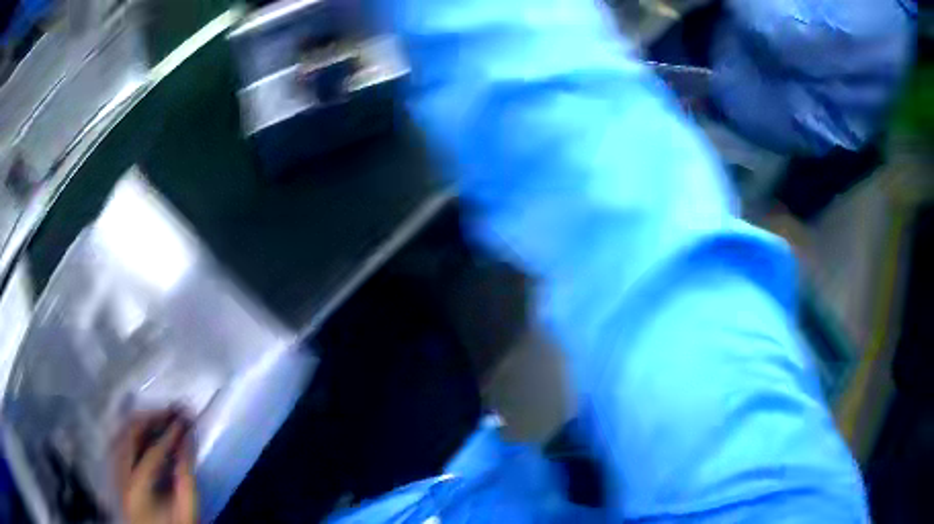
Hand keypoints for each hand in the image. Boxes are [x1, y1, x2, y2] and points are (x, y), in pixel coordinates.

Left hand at [114, 411, 197, 523]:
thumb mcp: (185, 507)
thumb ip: (186, 476)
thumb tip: (188, 441)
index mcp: (137, 486)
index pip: (154, 451)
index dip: (171, 433)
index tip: (186, 419)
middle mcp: (119, 474)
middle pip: (129, 434)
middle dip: (150, 418)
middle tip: (171, 412)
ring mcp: (113, 472)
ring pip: (120, 435)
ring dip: (139, 423)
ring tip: (158, 418)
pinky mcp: (113, 473)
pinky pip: (116, 444)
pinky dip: (129, 433)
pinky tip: (142, 433)